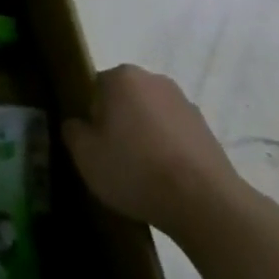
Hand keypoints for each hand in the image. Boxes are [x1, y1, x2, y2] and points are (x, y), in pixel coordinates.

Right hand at [61, 65, 246, 236]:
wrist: (203, 201)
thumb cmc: (134, 169)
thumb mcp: (84, 154)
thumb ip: (72, 131)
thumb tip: (77, 124)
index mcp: (122, 78)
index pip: (93, 88)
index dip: (89, 116)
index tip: (91, 143)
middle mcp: (155, 80)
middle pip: (123, 99)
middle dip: (116, 122)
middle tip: (110, 157)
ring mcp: (185, 103)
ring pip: (149, 116)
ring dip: (142, 135)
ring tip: (139, 172)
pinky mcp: (206, 128)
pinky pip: (172, 133)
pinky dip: (165, 148)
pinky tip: (162, 177)